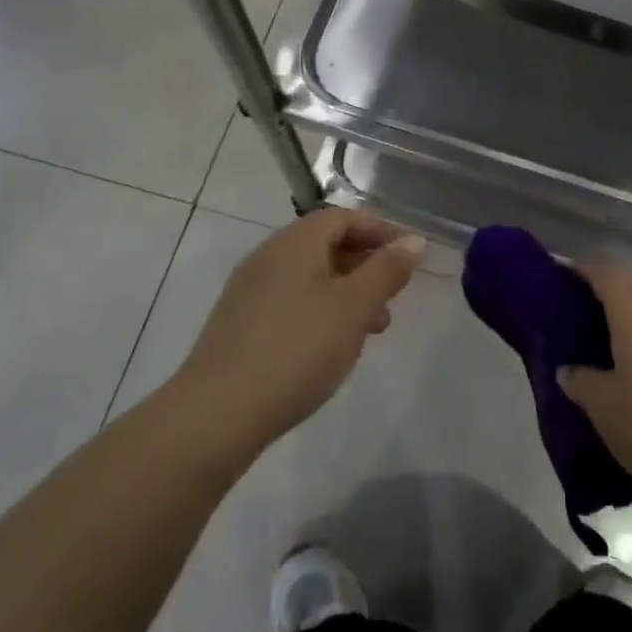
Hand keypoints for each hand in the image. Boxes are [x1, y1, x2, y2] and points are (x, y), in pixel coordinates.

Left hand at [167, 209, 424, 465]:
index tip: (409, 257)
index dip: (380, 231)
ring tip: (372, 330)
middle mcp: (269, 256)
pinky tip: (332, 348)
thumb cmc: (296, 349)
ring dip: (347, 293)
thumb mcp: (354, 307)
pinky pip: (292, 302)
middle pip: (326, 245)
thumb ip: (387, 270)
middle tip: (394, 295)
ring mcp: (250, 291)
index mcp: (295, 242)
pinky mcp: (241, 324)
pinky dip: (321, 312)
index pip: (343, 217)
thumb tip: (414, 240)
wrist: (217, 413)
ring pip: (311, 277)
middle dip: (366, 265)